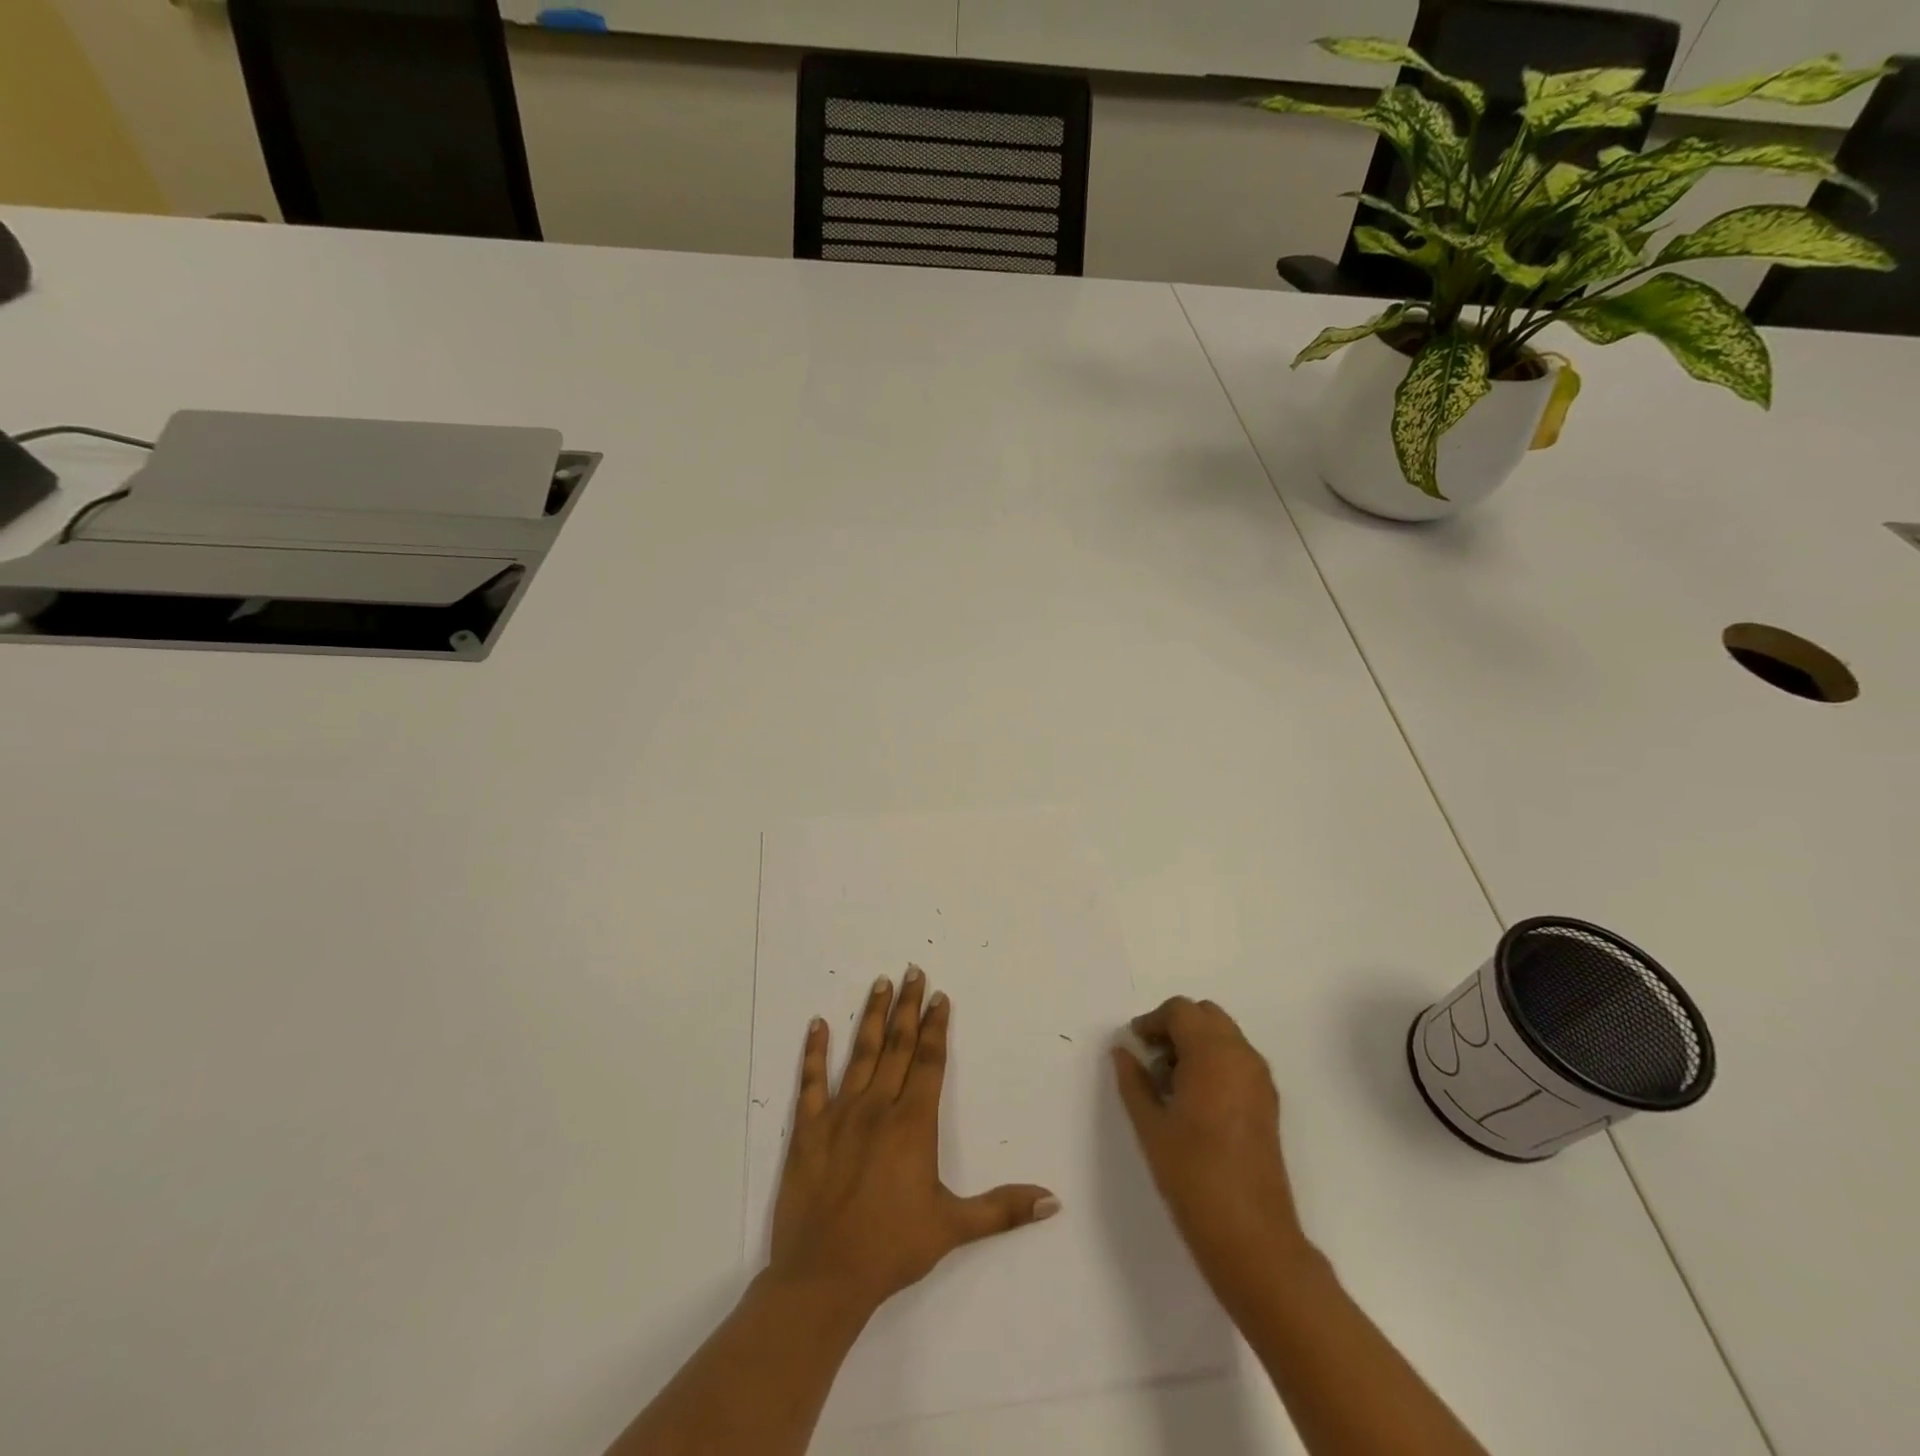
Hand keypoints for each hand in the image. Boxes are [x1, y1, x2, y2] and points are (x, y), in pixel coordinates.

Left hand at [770, 966, 1058, 1319]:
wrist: (824, 1277)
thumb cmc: (892, 1248)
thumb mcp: (953, 1227)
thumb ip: (1003, 1209)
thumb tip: (1053, 1200)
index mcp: (913, 1123)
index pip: (929, 1061)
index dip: (937, 1026)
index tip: (940, 996)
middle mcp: (878, 1107)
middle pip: (898, 1045)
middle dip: (908, 1006)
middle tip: (913, 970)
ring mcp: (839, 1114)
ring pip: (860, 1053)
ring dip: (871, 1016)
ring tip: (880, 982)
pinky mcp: (807, 1129)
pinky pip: (811, 1081)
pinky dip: (814, 1051)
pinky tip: (817, 1023)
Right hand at [1112, 997, 1309, 1294]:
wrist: (1252, 1237)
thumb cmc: (1193, 1176)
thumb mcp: (1150, 1125)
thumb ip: (1133, 1080)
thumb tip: (1123, 1051)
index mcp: (1213, 1054)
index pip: (1180, 1011)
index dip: (1153, 1021)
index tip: (1134, 1046)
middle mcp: (1242, 1056)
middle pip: (1206, 1015)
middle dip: (1176, 1026)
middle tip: (1151, 1059)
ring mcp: (1260, 1079)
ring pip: (1224, 1036)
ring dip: (1196, 1043)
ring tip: (1169, 1083)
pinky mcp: (1268, 1102)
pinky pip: (1238, 1059)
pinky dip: (1214, 1061)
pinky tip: (1194, 1100)